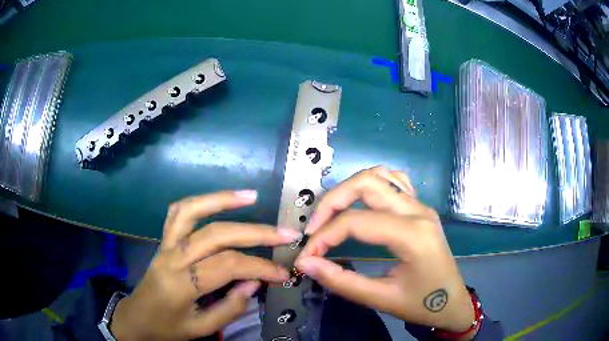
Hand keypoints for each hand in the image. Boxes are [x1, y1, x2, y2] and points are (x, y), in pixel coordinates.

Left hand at [110, 190, 299, 340]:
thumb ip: (229, 309)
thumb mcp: (200, 329)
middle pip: (216, 235)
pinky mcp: (163, 240)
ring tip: (251, 195)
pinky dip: (198, 201)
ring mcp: (165, 244)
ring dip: (222, 200)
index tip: (283, 273)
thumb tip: (254, 283)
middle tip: (285, 233)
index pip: (227, 266)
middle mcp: (172, 257)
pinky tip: (216, 200)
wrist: (136, 318)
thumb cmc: (166, 328)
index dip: (260, 267)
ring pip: (191, 211)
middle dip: (255, 232)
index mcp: (181, 284)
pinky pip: (177, 213)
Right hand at [295, 167, 477, 337]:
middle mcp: (418, 211)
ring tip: (333, 215)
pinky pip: (394, 182)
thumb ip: (341, 281)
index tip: (306, 256)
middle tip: (314, 228)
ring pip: (380, 175)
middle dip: (332, 202)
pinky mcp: (421, 208)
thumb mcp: (381, 299)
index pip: (356, 222)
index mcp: (412, 235)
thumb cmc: (421, 305)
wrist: (452, 303)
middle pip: (366, 183)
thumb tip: (306, 263)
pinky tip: (361, 204)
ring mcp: (421, 205)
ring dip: (350, 189)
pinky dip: (371, 185)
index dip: (323, 237)